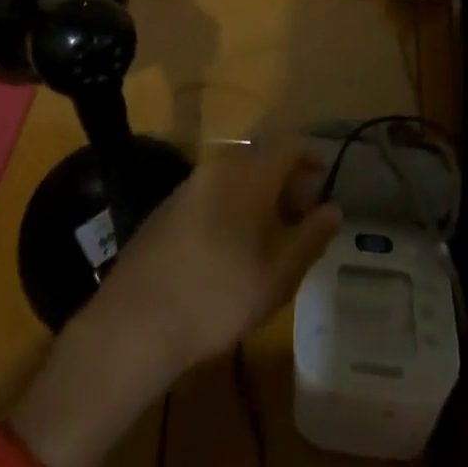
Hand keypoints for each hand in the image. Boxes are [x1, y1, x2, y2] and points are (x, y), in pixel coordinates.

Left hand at [7, 137, 340, 466]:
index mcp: (248, 175)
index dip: (310, 157)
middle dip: (285, 181)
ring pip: (234, 176)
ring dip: (257, 195)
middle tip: (299, 219)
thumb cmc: (219, 296)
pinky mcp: (166, 208)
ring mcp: (187, 186)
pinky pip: (211, 193)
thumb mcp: (279, 275)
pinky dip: (231, 206)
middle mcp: (217, 168)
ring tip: (268, 237)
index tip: (322, 183)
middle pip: (261, 158)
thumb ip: (311, 237)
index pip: (289, 144)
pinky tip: (229, 247)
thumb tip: (332, 208)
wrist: (135, 322)